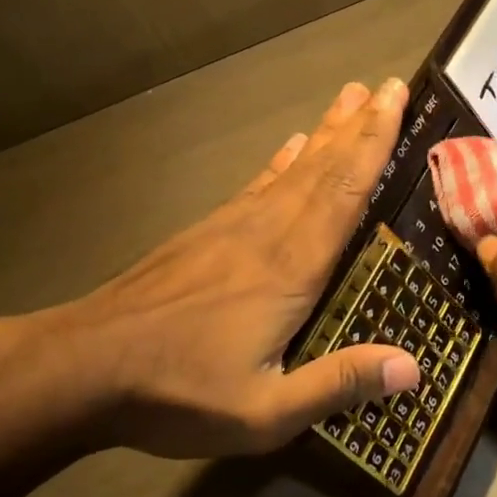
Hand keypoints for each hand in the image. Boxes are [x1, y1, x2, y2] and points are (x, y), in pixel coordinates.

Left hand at [0, 79, 422, 460]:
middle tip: (388, 85)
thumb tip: (413, 366)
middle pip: (323, 169)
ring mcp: (231, 228)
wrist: (82, 367)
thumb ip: (338, 384)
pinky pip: (255, 186)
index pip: (344, 194)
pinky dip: (280, 162)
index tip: (395, 100)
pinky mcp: (204, 233)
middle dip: (360, 125)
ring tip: (349, 98)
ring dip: (326, 132)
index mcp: (290, 269)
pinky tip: (291, 146)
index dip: (374, 145)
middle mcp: (267, 234)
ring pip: (292, 170)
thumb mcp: (264, 411)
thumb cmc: (178, 391)